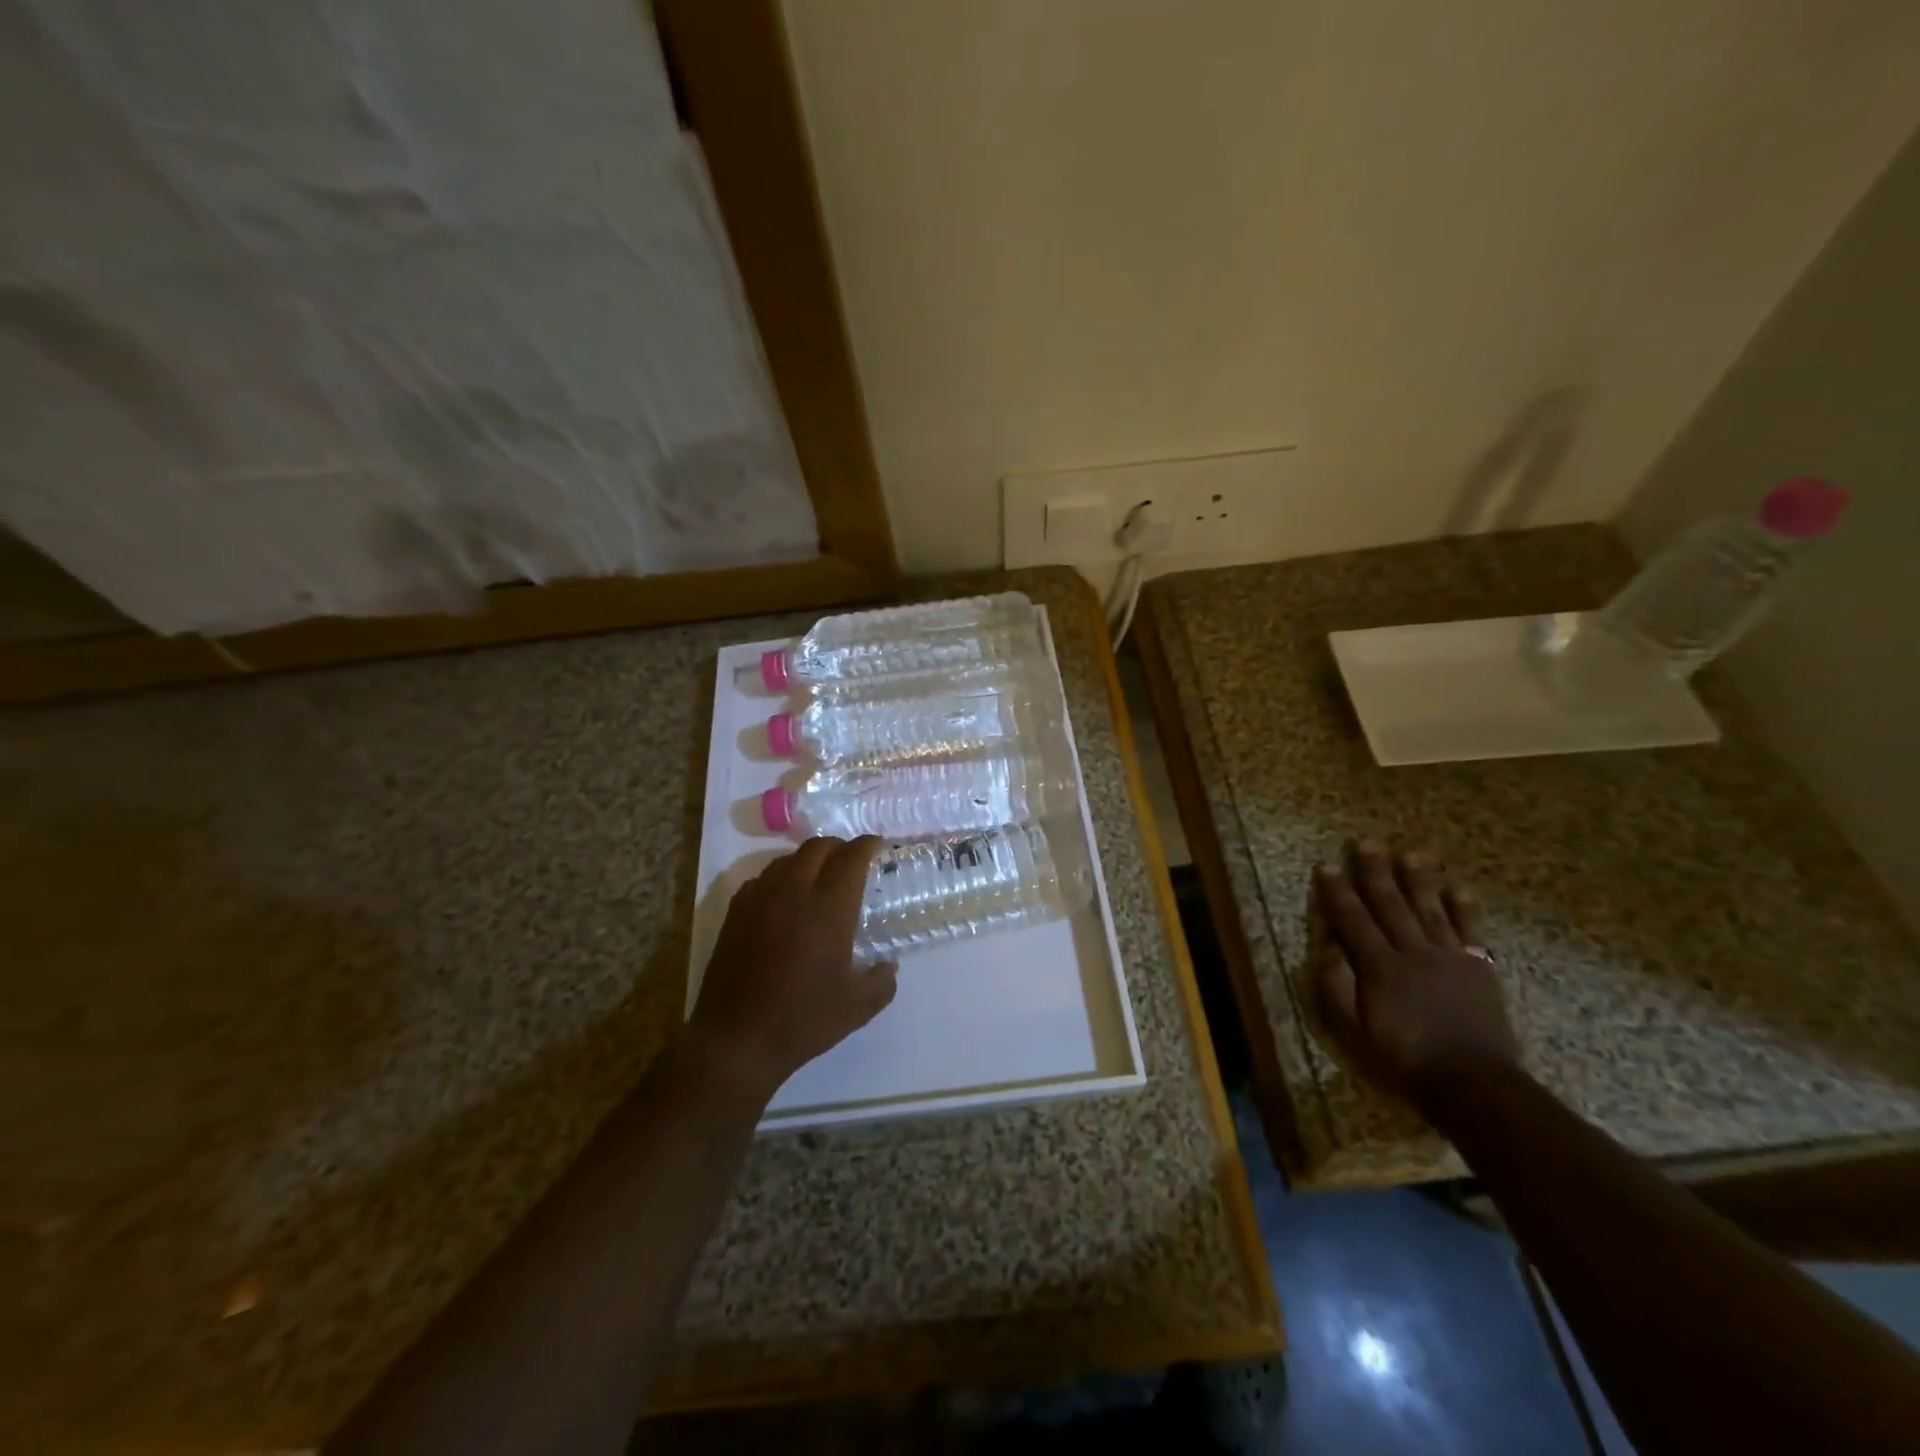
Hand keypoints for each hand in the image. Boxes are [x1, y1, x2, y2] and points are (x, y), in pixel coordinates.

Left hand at [688, 836, 897, 1099]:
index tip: (878, 846)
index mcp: (829, 908)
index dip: (867, 845)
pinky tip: (785, 899)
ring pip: (788, 859)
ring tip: (820, 877)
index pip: (851, 857)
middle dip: (839, 847)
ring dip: (809, 859)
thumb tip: (889, 966)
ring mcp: (760, 898)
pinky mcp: (736, 911)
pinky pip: (763, 878)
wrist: (736, 1040)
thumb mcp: (857, 1008)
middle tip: (851, 861)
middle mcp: (794, 892)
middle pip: (818, 847)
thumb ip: (882, 982)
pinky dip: (781, 877)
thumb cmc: (802, 1021)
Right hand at [1313, 839, 1521, 1107]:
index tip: (1328, 864)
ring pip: (1430, 908)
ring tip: (1410, 853)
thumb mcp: (1354, 1032)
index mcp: (1380, 967)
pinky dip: (1464, 907)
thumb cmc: (1405, 1059)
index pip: (1353, 920)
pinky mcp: (1479, 968)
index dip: (1338, 891)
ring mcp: (1449, 958)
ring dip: (1418, 879)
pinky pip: (1470, 930)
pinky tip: (1458, 888)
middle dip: (1376, 872)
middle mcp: (1413, 952)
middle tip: (1367, 842)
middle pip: (1391, 904)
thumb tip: (1328, 949)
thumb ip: (1336, 988)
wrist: (1475, 1085)